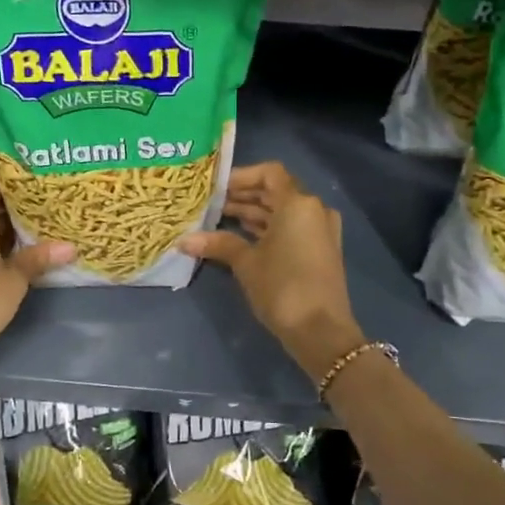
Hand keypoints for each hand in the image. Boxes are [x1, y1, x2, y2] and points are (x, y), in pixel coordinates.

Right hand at [180, 162, 363, 380]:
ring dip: (254, 214)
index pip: (269, 173)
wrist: (321, 331)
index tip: (216, 187)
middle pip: (276, 192)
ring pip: (283, 212)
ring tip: (219, 220)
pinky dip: (268, 229)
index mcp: (298, 203)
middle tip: (211, 204)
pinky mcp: (320, 251)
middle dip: (243, 197)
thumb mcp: (246, 263)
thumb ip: (218, 244)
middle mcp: (313, 210)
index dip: (241, 176)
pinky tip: (240, 238)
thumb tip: (183, 240)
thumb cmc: (282, 288)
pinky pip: (291, 229)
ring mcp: (320, 231)